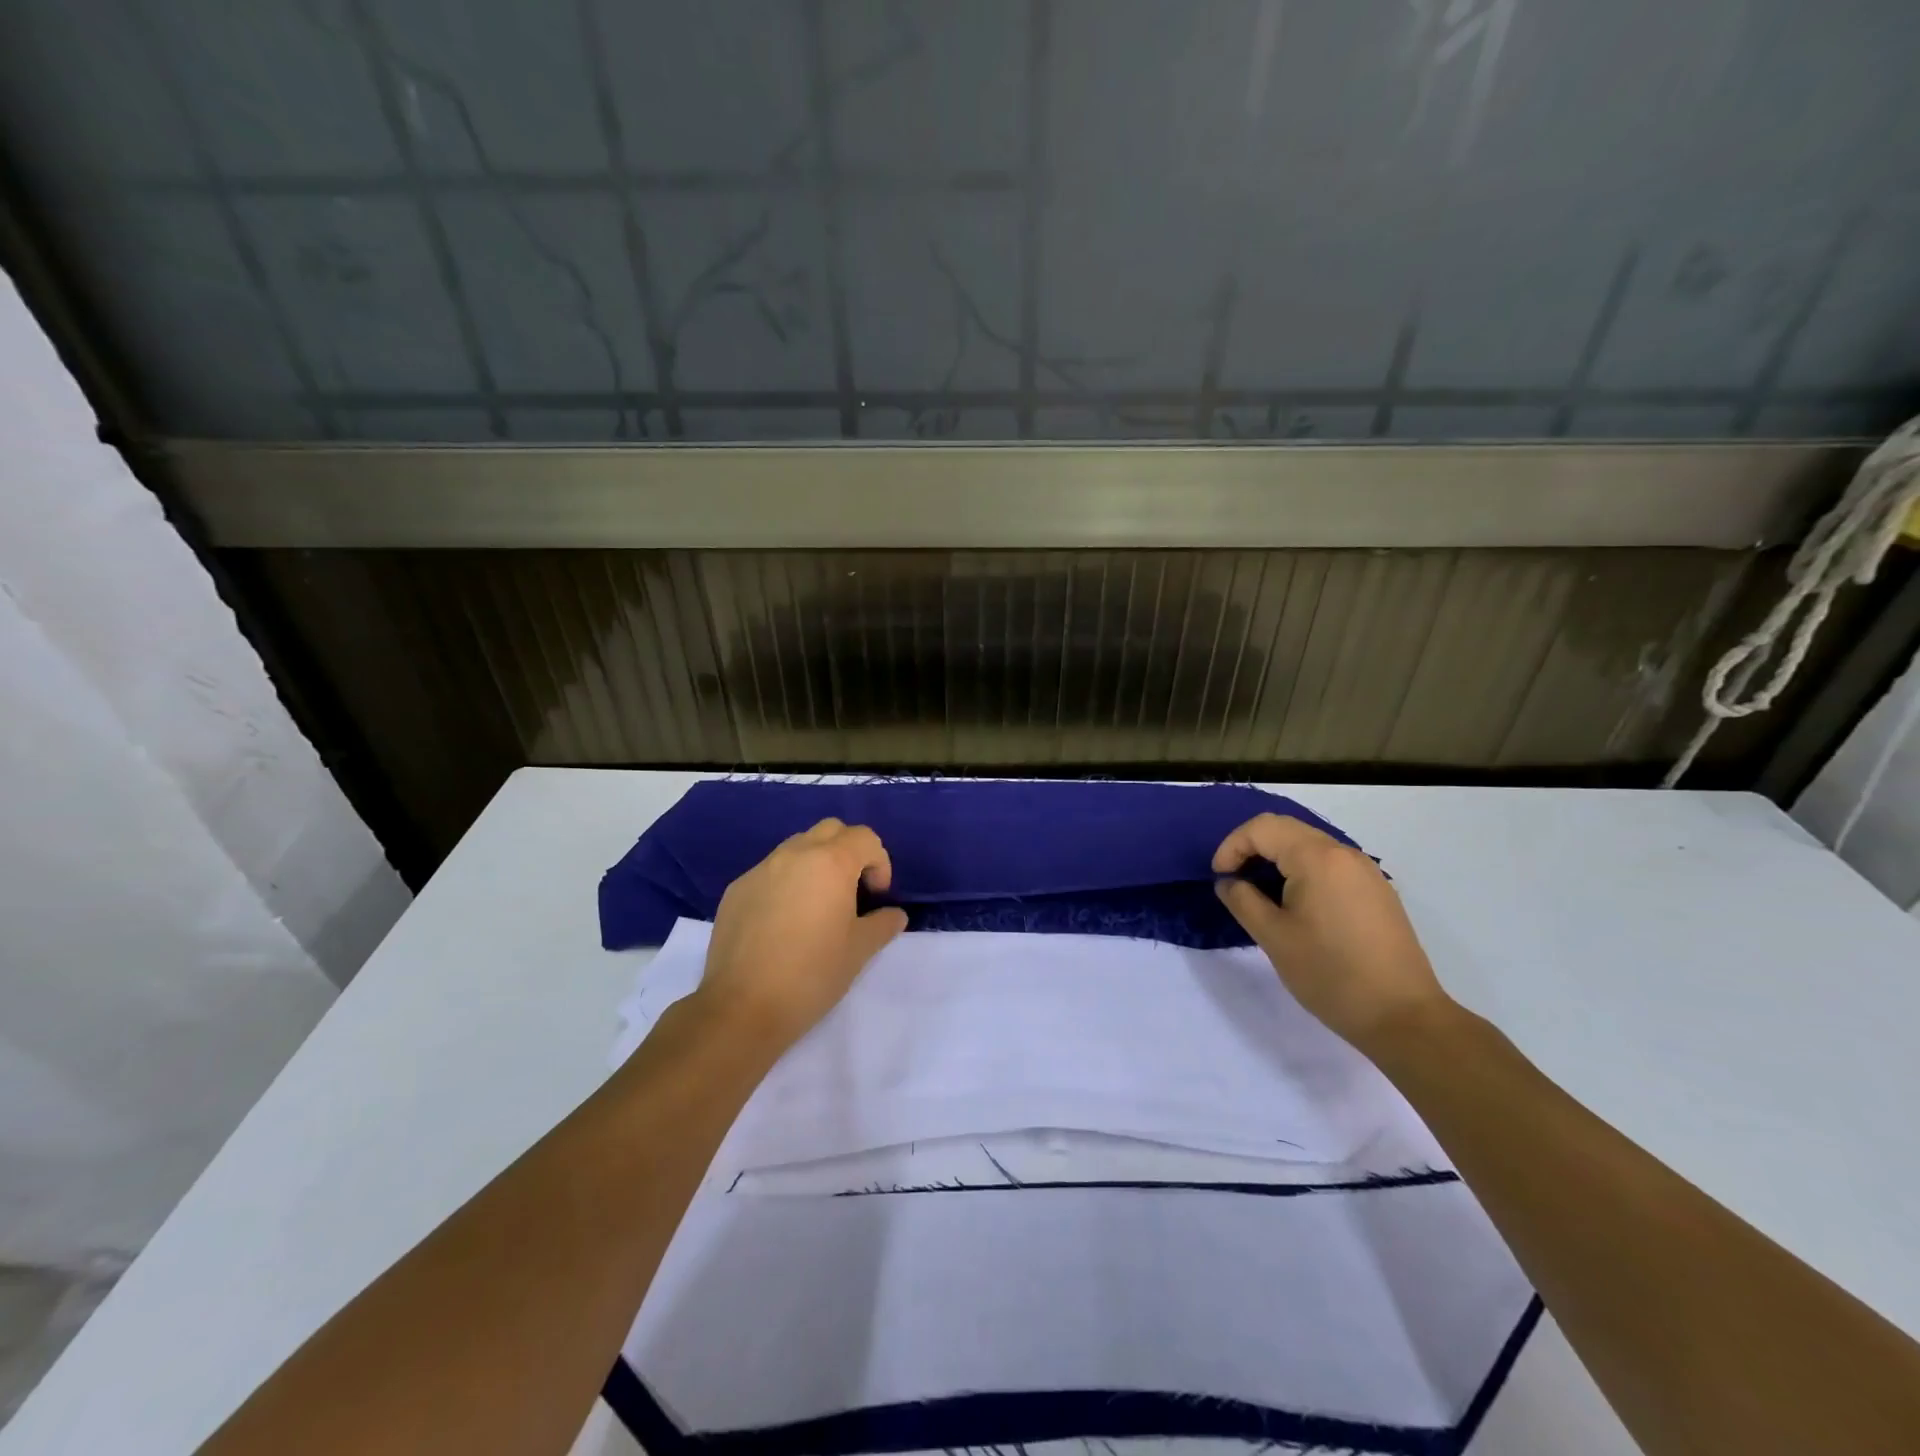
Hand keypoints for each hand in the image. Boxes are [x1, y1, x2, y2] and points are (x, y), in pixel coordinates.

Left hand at [695, 818, 908, 1052]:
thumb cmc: (812, 975)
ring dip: (816, 862)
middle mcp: (794, 854)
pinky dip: (787, 881)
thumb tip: (894, 914)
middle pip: (830, 830)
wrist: (742, 1007)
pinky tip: (784, 921)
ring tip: (817, 904)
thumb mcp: (859, 951)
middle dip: (848, 851)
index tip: (876, 896)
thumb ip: (883, 924)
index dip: (879, 862)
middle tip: (852, 890)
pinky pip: (770, 870)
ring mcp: (761, 869)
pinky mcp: (737, 889)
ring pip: (797, 846)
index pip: (864, 838)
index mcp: (830, 863)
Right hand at [1213, 814, 1454, 1051]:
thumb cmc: (1329, 973)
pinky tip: (1297, 905)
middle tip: (1234, 880)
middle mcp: (1344, 854)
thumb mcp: (1273, 937)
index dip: (1232, 846)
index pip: (1262, 828)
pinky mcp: (1378, 892)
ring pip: (1310, 846)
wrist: (1402, 1017)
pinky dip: (1303, 871)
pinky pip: (1330, 865)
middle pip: (1287, 830)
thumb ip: (1242, 900)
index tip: (1220, 878)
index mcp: (1317, 858)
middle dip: (1252, 848)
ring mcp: (1366, 872)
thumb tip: (1229, 882)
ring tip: (1261, 893)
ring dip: (1278, 859)